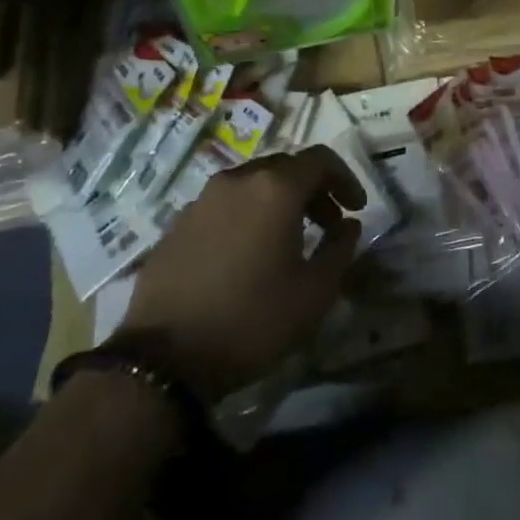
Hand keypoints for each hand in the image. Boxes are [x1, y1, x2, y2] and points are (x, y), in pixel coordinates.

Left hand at [120, 147, 363, 399]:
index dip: (346, 178)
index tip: (356, 208)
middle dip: (313, 190)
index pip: (321, 160)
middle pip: (286, 168)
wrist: (163, 360)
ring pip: (252, 184)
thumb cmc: (252, 320)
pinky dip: (246, 216)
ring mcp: (202, 200)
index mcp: (275, 188)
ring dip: (278, 202)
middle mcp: (238, 180)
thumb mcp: (315, 292)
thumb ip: (340, 248)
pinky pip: (224, 206)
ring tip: (287, 241)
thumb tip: (348, 224)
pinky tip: (247, 255)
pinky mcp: (177, 224)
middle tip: (327, 225)